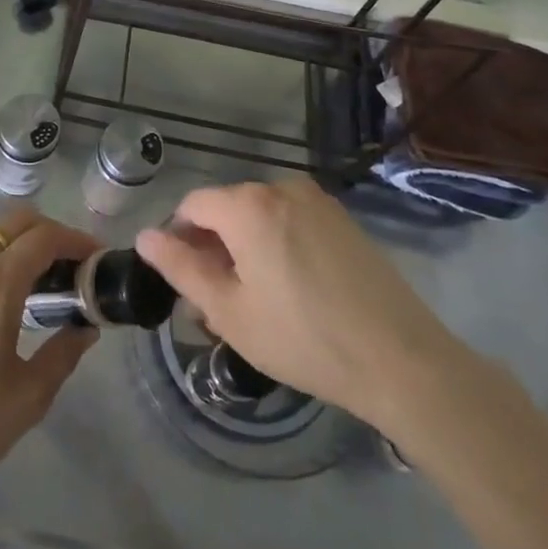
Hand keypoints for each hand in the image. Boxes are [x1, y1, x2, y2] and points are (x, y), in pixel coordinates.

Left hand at [0, 209, 99, 517]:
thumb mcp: (27, 397)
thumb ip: (63, 354)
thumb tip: (85, 328)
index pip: (42, 238)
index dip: (74, 240)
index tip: (94, 256)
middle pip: (13, 224)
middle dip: (48, 234)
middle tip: (70, 264)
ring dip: (17, 247)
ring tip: (37, 283)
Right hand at [135, 178, 467, 430]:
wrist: (401, 360)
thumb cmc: (303, 338)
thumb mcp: (228, 311)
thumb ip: (180, 268)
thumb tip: (146, 236)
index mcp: (248, 205)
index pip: (192, 205)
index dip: (179, 240)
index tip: (185, 282)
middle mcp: (281, 187)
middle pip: (227, 208)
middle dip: (213, 246)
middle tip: (217, 300)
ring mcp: (317, 201)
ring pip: (259, 216)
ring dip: (245, 247)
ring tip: (254, 300)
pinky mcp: (342, 219)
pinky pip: (291, 221)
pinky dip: (276, 244)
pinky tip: (290, 290)